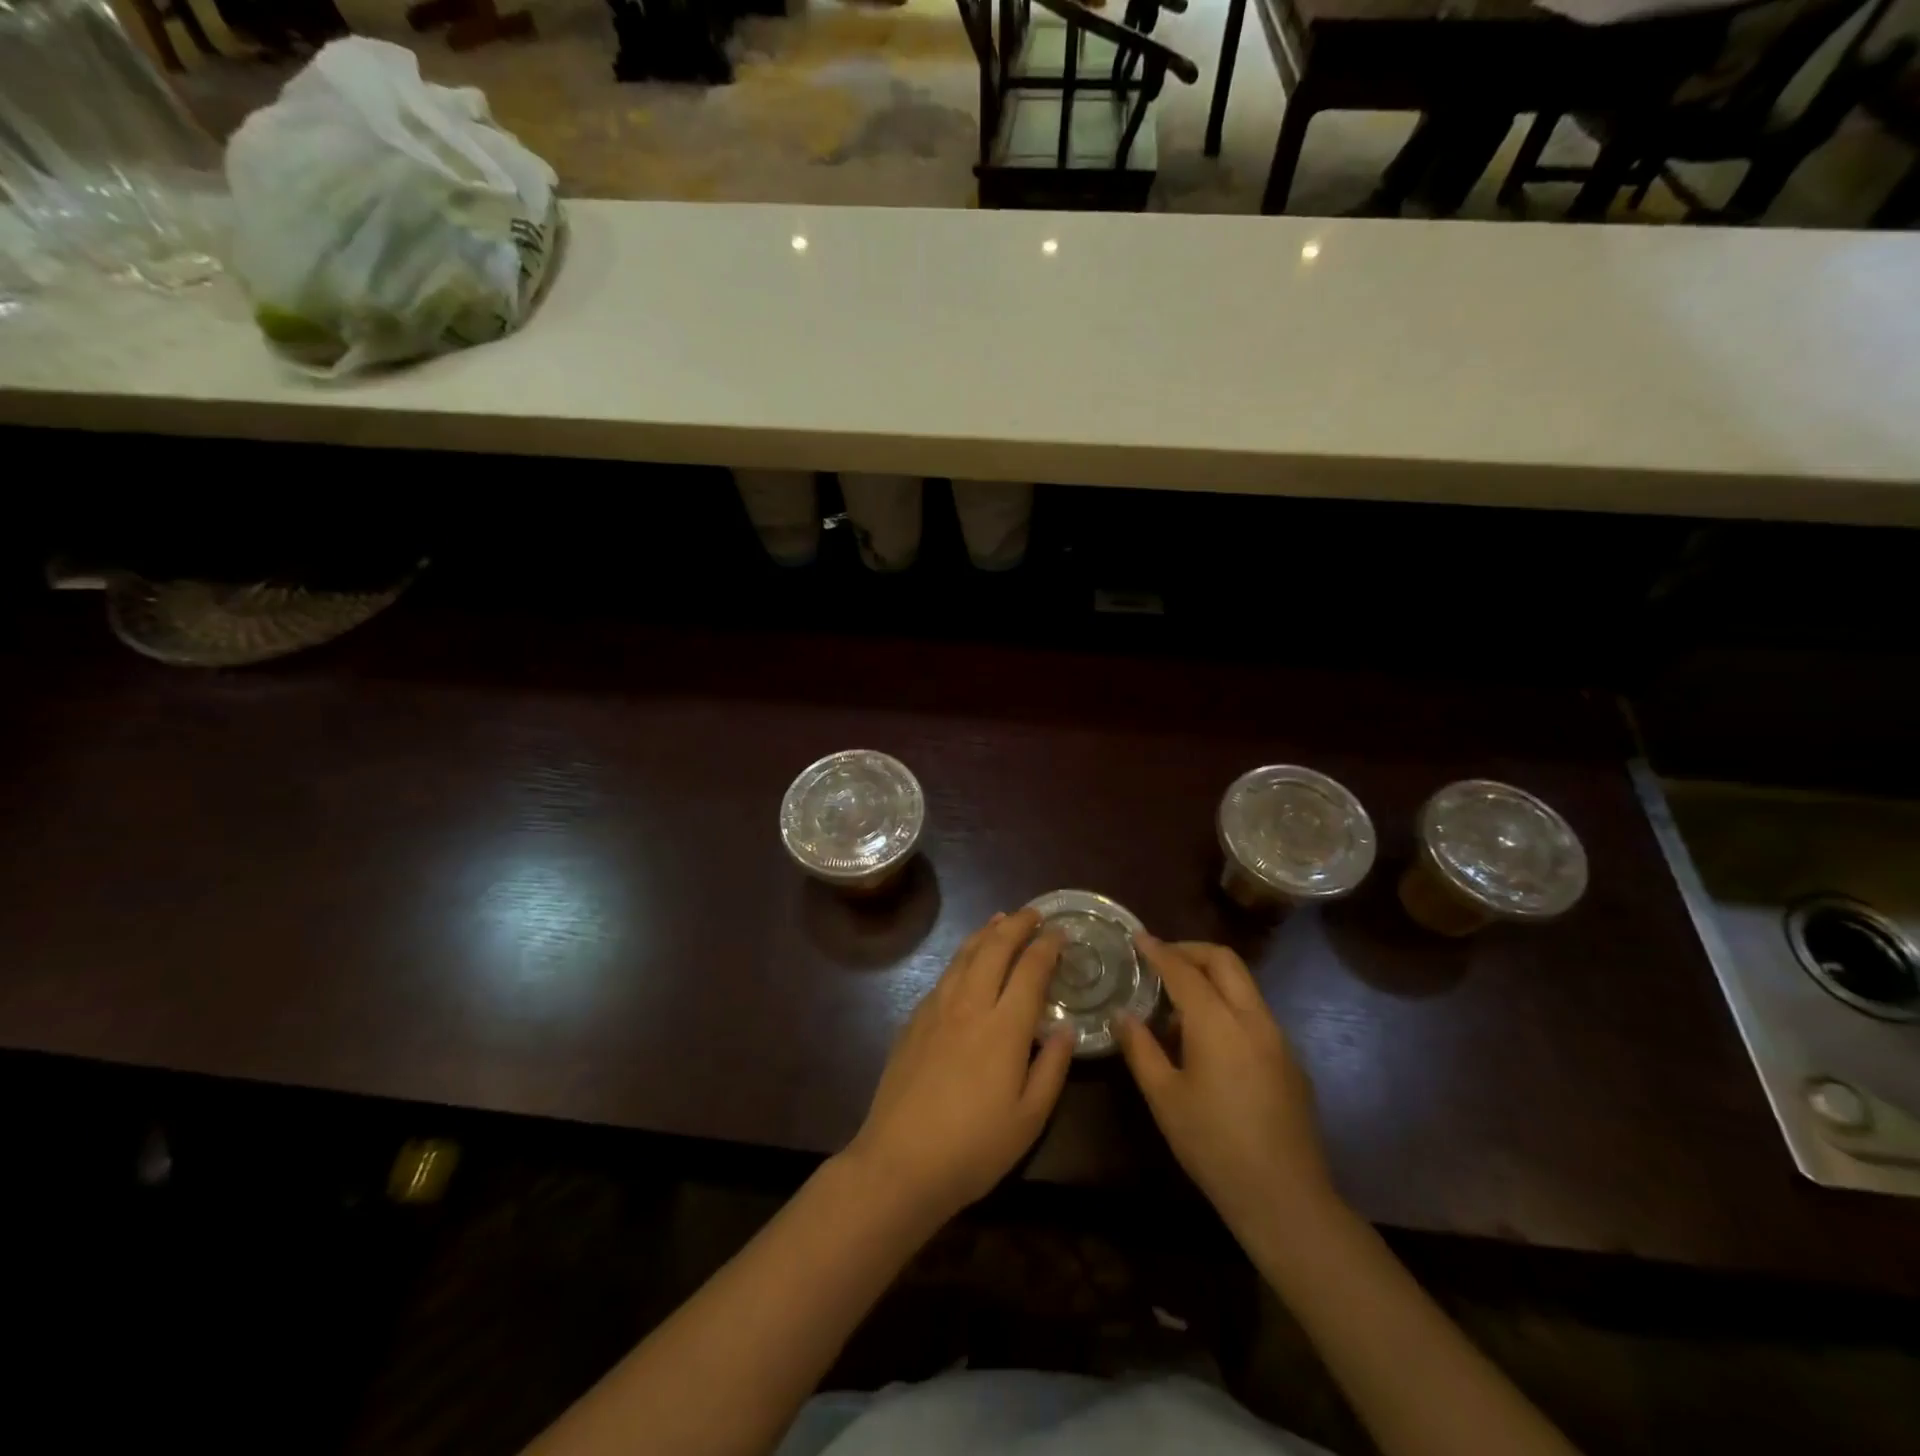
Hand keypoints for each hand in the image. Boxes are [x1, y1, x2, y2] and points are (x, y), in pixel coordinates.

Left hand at [847, 908, 1074, 1226]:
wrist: (900, 1161)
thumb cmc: (974, 1147)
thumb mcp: (1030, 1118)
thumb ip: (1052, 1068)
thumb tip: (1065, 1029)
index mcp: (1004, 1026)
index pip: (1030, 969)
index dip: (1047, 945)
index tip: (1061, 932)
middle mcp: (970, 1004)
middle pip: (995, 948)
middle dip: (1017, 924)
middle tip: (1034, 913)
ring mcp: (937, 1008)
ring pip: (964, 954)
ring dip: (987, 932)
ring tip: (1001, 919)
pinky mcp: (914, 1019)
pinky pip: (944, 973)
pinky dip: (963, 954)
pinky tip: (967, 960)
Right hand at [1115, 935, 1339, 1233]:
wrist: (1285, 1198)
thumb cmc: (1213, 1145)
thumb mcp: (1164, 1098)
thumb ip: (1140, 1048)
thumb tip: (1122, 1015)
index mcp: (1218, 1023)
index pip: (1184, 970)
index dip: (1158, 950)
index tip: (1138, 938)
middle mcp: (1253, 1018)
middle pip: (1224, 960)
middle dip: (1190, 950)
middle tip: (1160, 959)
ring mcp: (1277, 1038)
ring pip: (1243, 984)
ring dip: (1210, 977)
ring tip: (1176, 1004)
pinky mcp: (1289, 1059)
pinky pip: (1254, 1011)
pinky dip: (1227, 1003)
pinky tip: (1207, 1040)